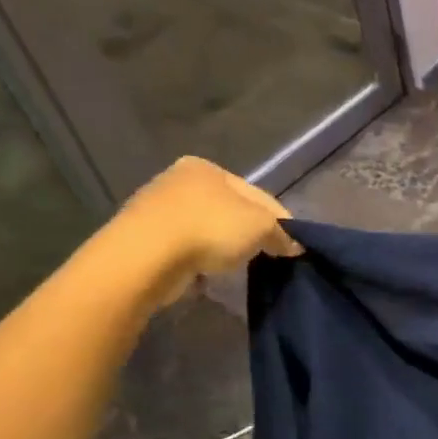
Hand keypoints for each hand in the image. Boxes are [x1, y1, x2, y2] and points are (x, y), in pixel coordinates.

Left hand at [107, 156, 301, 308]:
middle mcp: (178, 180)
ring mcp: (157, 208)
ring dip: (223, 245)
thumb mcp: (261, 225)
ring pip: (206, 227)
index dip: (279, 220)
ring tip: (238, 266)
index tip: (292, 245)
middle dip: (249, 231)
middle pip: (230, 209)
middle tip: (268, 255)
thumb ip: (281, 232)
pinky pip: (185, 247)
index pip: (256, 194)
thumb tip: (294, 246)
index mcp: (207, 167)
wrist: (145, 257)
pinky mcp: (143, 237)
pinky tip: (208, 271)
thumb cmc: (209, 228)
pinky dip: (199, 257)